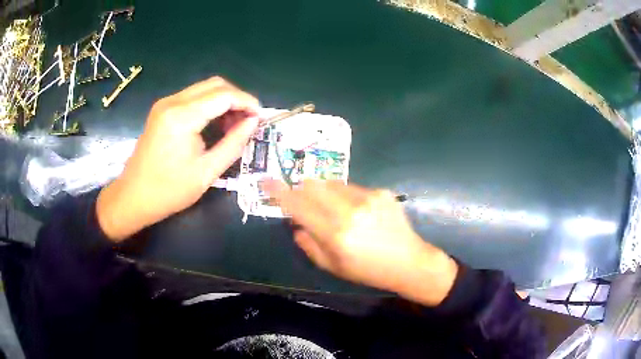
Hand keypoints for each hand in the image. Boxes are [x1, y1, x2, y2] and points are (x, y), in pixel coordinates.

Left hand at [97, 77, 259, 240]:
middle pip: (215, 85)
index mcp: (182, 117)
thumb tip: (253, 122)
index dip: (247, 102)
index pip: (224, 95)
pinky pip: (192, 97)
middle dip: (237, 98)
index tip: (261, 117)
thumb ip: (233, 143)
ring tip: (233, 125)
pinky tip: (214, 123)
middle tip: (248, 121)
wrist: (133, 197)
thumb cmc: (169, 191)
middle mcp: (172, 102)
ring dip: (223, 101)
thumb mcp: (206, 172)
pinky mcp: (162, 110)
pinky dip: (209, 105)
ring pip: (204, 88)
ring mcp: (165, 104)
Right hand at [264, 180, 458, 305]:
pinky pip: (352, 186)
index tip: (266, 182)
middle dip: (302, 189)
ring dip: (324, 192)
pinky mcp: (381, 192)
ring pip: (332, 183)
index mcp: (335, 233)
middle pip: (313, 185)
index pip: (298, 205)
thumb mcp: (333, 266)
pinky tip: (358, 211)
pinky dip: (345, 195)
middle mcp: (350, 210)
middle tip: (303, 201)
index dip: (279, 192)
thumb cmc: (368, 270)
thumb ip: (309, 244)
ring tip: (335, 210)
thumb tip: (296, 223)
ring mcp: (368, 197)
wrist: (408, 261)